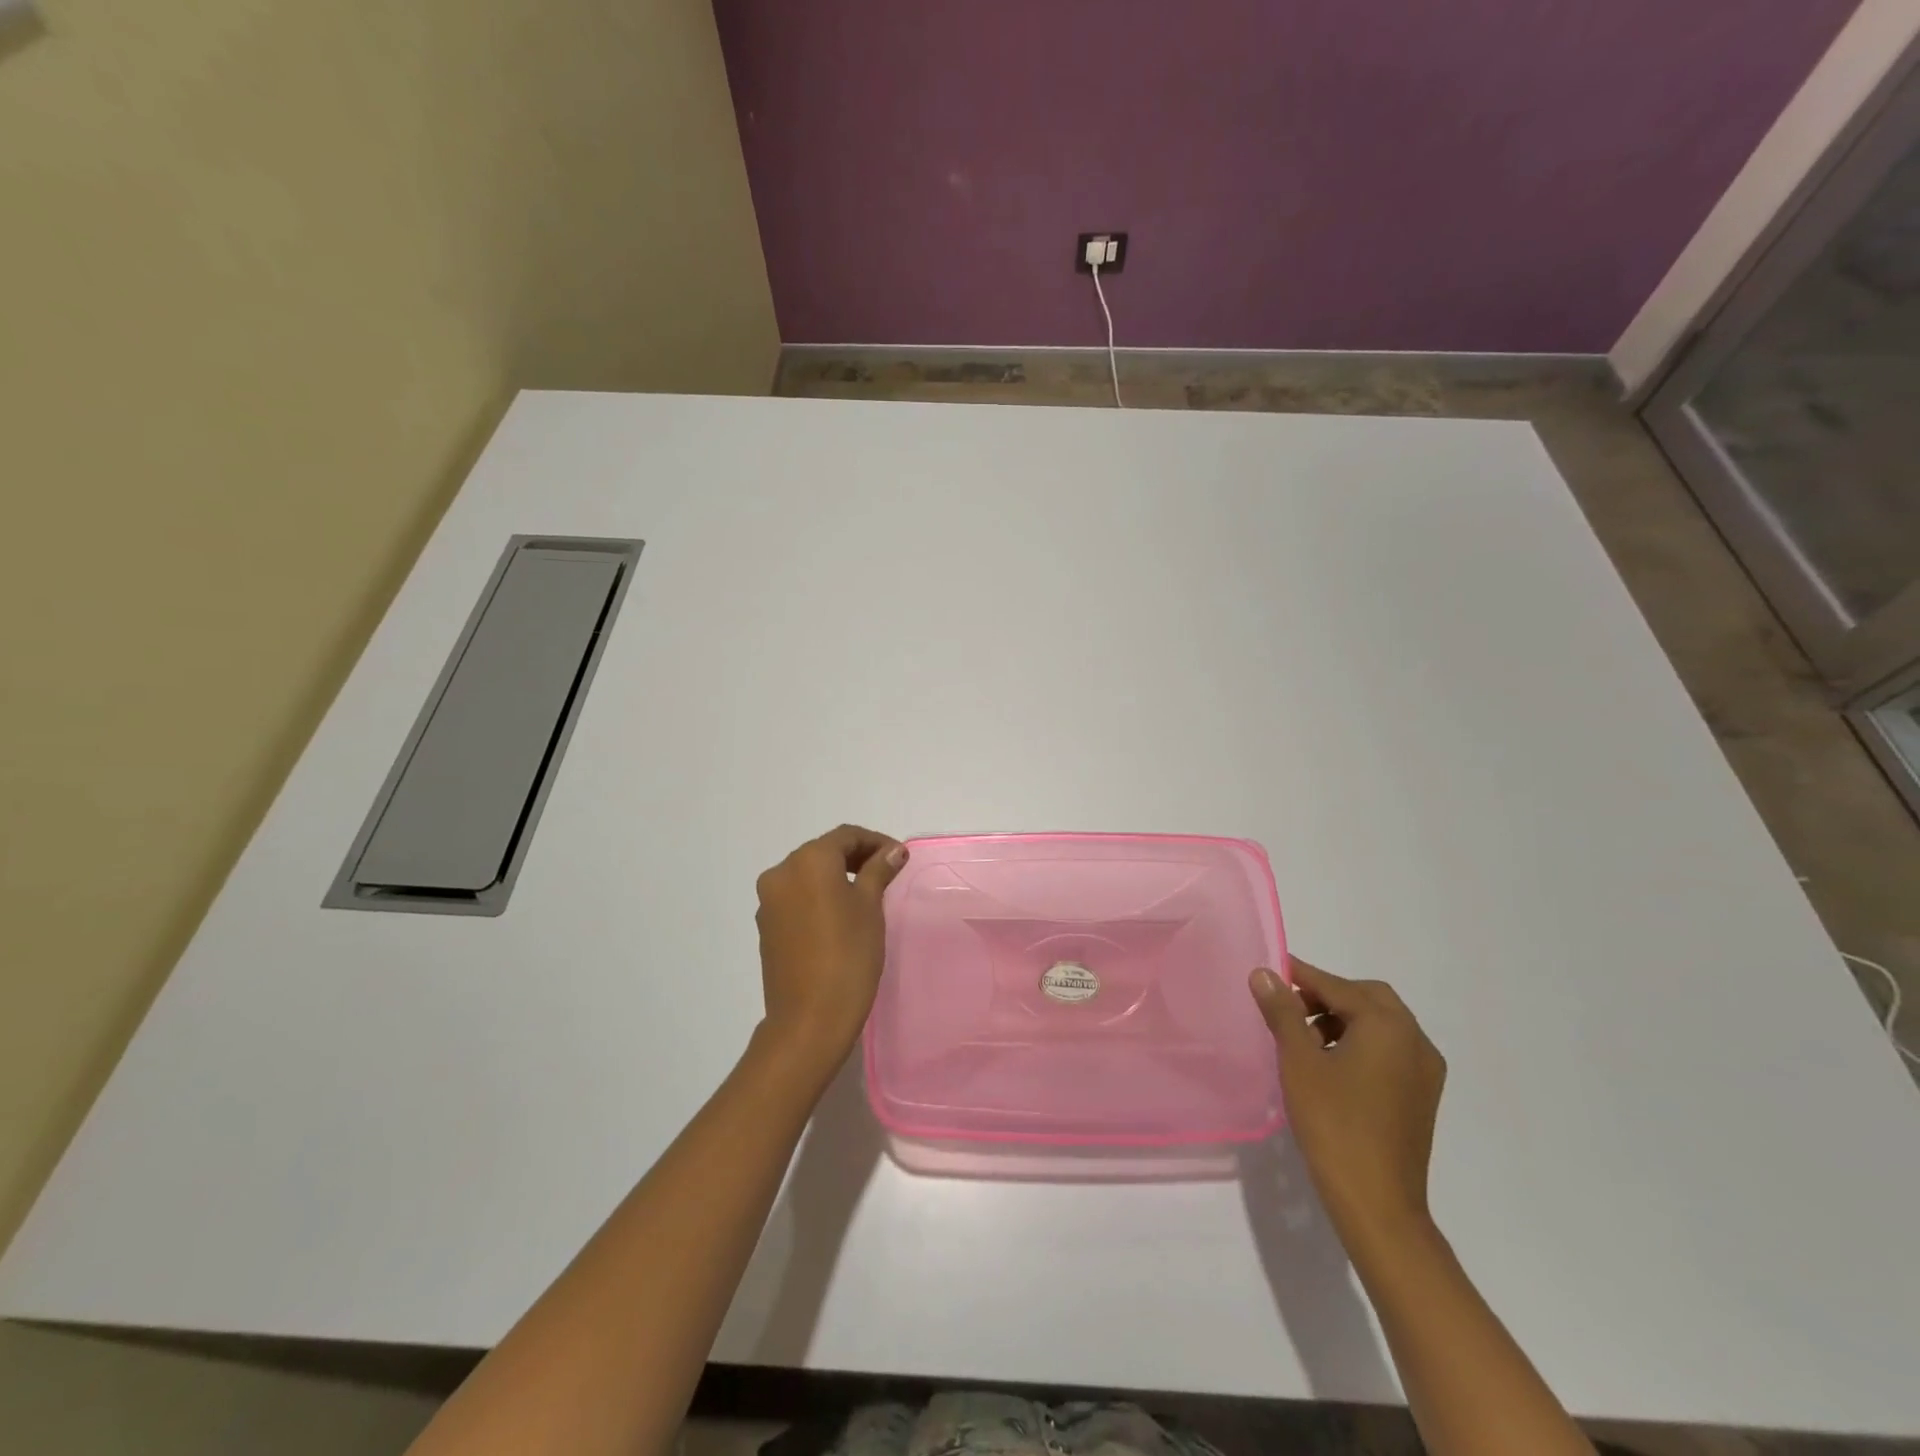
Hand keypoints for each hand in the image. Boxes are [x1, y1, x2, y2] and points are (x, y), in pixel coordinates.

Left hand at [753, 825, 908, 1068]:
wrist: (809, 1019)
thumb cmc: (848, 955)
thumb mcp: (870, 907)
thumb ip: (878, 871)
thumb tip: (892, 851)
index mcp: (808, 860)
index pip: (846, 836)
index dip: (876, 842)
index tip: (900, 858)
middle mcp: (781, 872)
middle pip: (823, 852)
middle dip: (856, 857)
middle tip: (887, 872)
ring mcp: (769, 901)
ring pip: (808, 874)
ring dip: (836, 876)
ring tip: (867, 893)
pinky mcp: (766, 926)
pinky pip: (796, 897)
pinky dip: (819, 896)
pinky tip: (840, 915)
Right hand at [1250, 958, 1445, 1239]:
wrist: (1377, 1203)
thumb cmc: (1334, 1123)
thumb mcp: (1298, 1061)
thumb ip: (1282, 1011)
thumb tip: (1264, 973)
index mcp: (1388, 1027)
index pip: (1338, 986)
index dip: (1302, 976)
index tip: (1271, 969)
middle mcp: (1415, 1041)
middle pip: (1368, 998)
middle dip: (1327, 995)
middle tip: (1288, 1004)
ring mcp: (1424, 1071)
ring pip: (1380, 1024)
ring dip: (1342, 1018)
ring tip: (1302, 1036)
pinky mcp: (1421, 1096)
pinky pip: (1389, 1050)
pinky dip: (1359, 1042)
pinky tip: (1329, 1063)